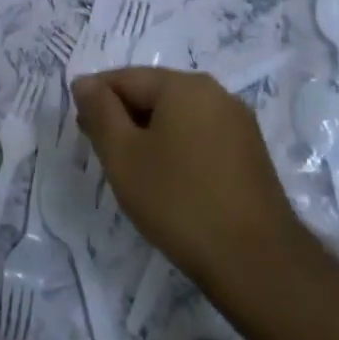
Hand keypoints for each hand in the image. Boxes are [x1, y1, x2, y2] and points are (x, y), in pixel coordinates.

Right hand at [72, 68, 304, 292]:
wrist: (256, 262)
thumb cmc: (178, 200)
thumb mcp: (123, 154)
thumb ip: (99, 111)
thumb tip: (84, 82)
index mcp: (184, 86)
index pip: (124, 78)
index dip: (95, 100)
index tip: (82, 132)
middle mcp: (216, 94)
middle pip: (153, 93)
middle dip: (122, 117)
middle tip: (102, 152)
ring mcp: (238, 124)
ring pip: (176, 117)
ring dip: (148, 134)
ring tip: (131, 170)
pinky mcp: (250, 154)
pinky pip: (199, 136)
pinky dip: (175, 148)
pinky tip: (166, 180)